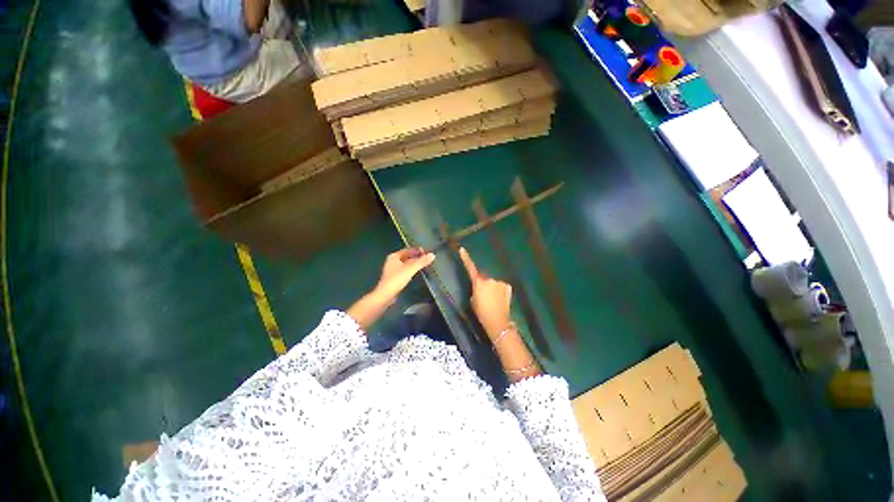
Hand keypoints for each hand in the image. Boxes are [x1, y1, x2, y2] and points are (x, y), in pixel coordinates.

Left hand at [373, 248, 435, 304]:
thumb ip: (421, 262)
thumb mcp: (411, 269)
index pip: (408, 249)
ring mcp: (392, 269)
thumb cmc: (396, 279)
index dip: (417, 250)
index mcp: (394, 256)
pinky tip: (416, 272)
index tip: (427, 251)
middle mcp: (392, 261)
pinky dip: (411, 269)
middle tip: (426, 257)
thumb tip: (432, 255)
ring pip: (405, 263)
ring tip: (423, 263)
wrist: (386, 295)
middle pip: (406, 256)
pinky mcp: (394, 277)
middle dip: (416, 256)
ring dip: (414, 263)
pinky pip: (404, 270)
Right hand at [459, 247, 511, 337]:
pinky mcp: (508, 286)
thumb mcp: (473, 301)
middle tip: (485, 298)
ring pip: (494, 283)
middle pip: (485, 279)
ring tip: (494, 302)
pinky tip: (500, 300)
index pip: (470, 268)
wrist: (497, 321)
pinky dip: (501, 291)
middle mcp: (489, 279)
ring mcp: (500, 282)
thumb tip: (480, 288)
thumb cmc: (481, 312)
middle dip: (484, 285)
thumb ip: (476, 290)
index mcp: (478, 282)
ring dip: (493, 289)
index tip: (462, 249)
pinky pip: (502, 287)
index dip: (466, 258)